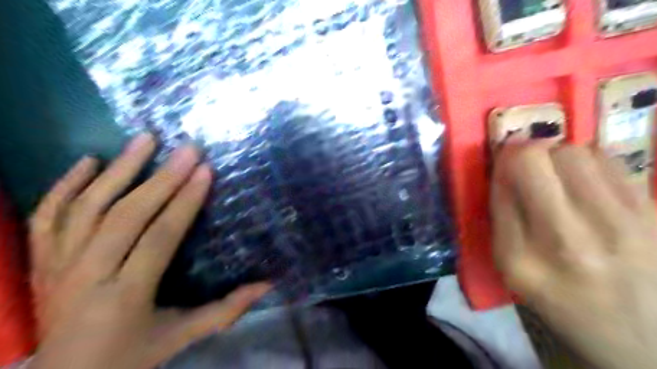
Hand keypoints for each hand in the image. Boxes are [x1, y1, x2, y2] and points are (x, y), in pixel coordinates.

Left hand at [29, 133, 271, 367]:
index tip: (205, 171)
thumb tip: (267, 284)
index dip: (185, 202)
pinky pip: (47, 215)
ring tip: (146, 139)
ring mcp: (56, 266)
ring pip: (87, 206)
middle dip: (162, 178)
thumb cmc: (130, 355)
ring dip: (119, 169)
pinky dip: (65, 184)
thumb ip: (225, 310)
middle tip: (188, 149)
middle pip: (126, 215)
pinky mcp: (39, 261)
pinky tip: (89, 160)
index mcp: (126, 296)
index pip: (159, 237)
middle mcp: (87, 275)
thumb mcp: (182, 336)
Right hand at [489, 143, 656, 368]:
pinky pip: (611, 161)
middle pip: (543, 155)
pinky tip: (587, 186)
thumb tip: (504, 161)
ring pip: (578, 151)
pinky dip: (591, 164)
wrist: (635, 335)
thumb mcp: (510, 264)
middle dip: (529, 154)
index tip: (504, 163)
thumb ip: (501, 212)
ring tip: (560, 178)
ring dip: (560, 157)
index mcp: (522, 255)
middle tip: (531, 169)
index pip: (510, 176)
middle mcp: (572, 238)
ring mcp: (622, 226)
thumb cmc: (557, 296)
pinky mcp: (656, 216)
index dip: (504, 159)